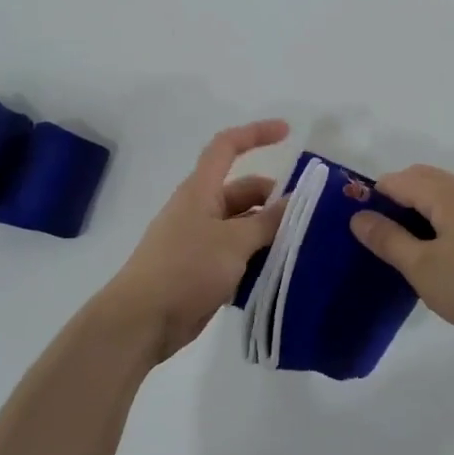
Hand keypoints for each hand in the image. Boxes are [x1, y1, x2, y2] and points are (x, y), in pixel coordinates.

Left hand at [101, 120, 289, 363]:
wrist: (142, 320)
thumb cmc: (186, 269)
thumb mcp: (233, 242)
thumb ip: (268, 222)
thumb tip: (296, 202)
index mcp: (200, 190)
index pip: (227, 147)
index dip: (256, 134)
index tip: (288, 133)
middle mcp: (200, 210)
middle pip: (243, 192)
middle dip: (275, 199)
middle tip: (311, 217)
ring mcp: (200, 242)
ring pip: (244, 227)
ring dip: (270, 234)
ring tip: (306, 246)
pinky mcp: (203, 271)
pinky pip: (238, 256)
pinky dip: (258, 260)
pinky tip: (283, 273)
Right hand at [350, 164, 453, 342]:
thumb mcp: (423, 268)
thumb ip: (388, 240)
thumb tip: (359, 216)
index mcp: (448, 195)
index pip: (399, 180)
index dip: (374, 197)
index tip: (362, 227)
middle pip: (423, 179)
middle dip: (397, 199)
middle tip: (383, 237)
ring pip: (445, 194)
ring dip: (422, 210)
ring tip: (411, 247)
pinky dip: (444, 220)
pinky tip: (446, 254)